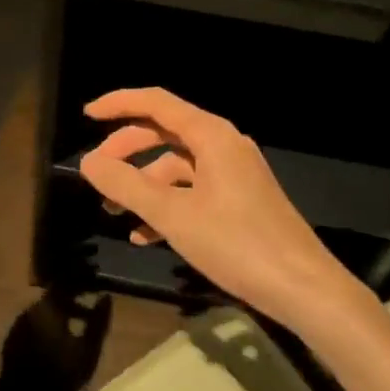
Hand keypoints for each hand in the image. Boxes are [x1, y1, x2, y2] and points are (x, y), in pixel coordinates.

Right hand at [77, 87, 358, 327]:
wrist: (303, 287)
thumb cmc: (236, 243)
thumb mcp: (173, 215)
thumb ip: (126, 185)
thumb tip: (88, 161)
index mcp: (211, 135)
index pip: (157, 103)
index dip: (119, 104)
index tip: (86, 115)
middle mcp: (224, 145)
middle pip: (164, 132)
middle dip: (127, 150)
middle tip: (96, 173)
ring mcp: (234, 173)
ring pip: (177, 165)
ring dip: (144, 184)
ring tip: (113, 212)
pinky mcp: (240, 200)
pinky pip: (193, 190)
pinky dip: (167, 205)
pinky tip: (145, 236)